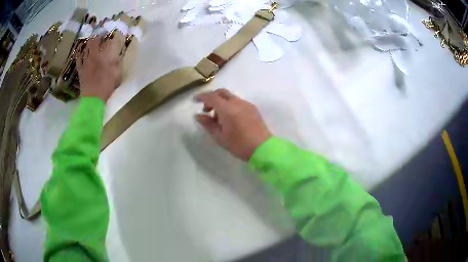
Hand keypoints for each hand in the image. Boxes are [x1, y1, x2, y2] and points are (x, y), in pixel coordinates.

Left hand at [76, 36, 122, 101]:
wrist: (93, 99)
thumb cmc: (106, 87)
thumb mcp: (116, 74)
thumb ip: (116, 62)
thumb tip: (116, 54)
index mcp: (103, 57)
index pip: (108, 42)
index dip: (111, 37)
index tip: (113, 34)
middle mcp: (93, 56)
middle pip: (94, 41)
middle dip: (98, 35)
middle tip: (101, 33)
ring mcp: (85, 62)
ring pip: (86, 47)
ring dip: (89, 41)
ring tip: (93, 38)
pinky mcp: (80, 69)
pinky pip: (78, 58)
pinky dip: (79, 51)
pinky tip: (81, 48)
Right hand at [195, 89, 271, 160]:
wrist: (263, 148)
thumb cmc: (239, 144)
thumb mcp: (219, 136)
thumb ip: (207, 124)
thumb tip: (198, 115)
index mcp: (228, 109)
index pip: (211, 97)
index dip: (202, 97)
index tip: (194, 99)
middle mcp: (237, 102)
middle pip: (221, 92)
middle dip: (212, 97)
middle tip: (207, 109)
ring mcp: (246, 104)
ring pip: (230, 97)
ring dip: (221, 102)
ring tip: (218, 118)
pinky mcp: (253, 108)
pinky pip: (238, 102)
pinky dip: (230, 105)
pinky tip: (230, 118)